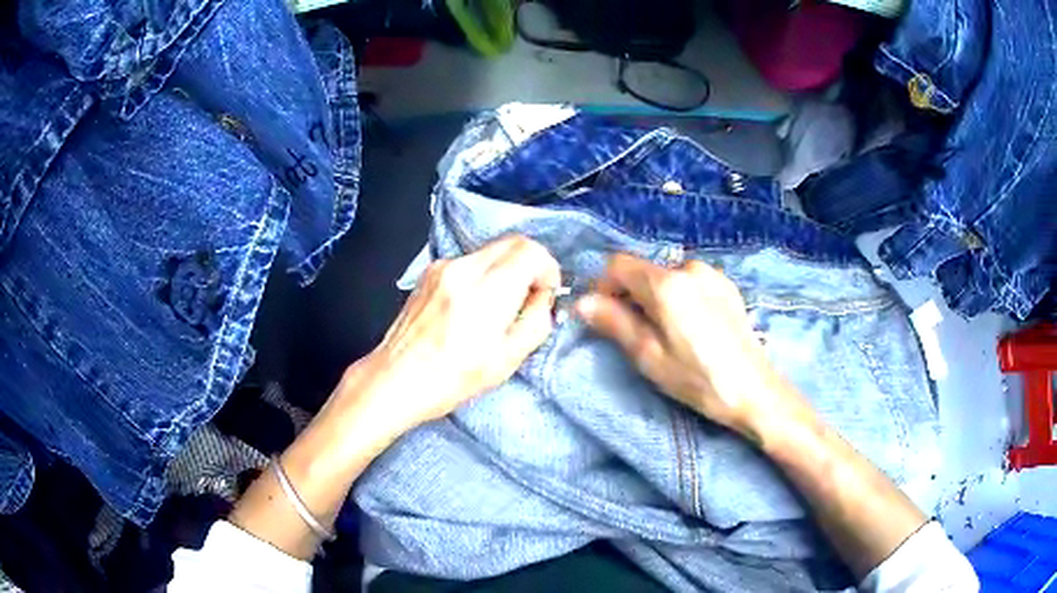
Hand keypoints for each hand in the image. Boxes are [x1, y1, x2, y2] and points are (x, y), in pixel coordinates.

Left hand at [357, 235, 560, 432]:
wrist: (396, 378)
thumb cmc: (452, 379)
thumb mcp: (508, 360)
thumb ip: (537, 321)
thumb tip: (544, 297)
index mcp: (485, 292)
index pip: (530, 250)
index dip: (547, 268)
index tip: (545, 293)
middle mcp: (463, 268)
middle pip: (513, 242)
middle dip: (530, 265)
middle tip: (528, 297)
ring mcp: (442, 266)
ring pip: (492, 251)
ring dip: (507, 270)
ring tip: (498, 308)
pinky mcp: (430, 271)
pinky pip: (470, 261)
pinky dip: (484, 275)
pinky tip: (473, 307)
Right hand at [575, 254, 809, 439]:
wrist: (754, 390)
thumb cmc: (698, 379)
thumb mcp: (649, 356)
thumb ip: (615, 322)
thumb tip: (582, 302)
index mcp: (667, 284)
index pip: (618, 264)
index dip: (604, 287)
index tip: (604, 316)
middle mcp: (689, 268)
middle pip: (643, 270)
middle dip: (630, 295)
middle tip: (635, 333)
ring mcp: (711, 274)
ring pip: (666, 276)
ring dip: (654, 297)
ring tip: (666, 334)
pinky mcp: (726, 285)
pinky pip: (689, 282)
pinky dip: (678, 297)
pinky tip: (690, 328)